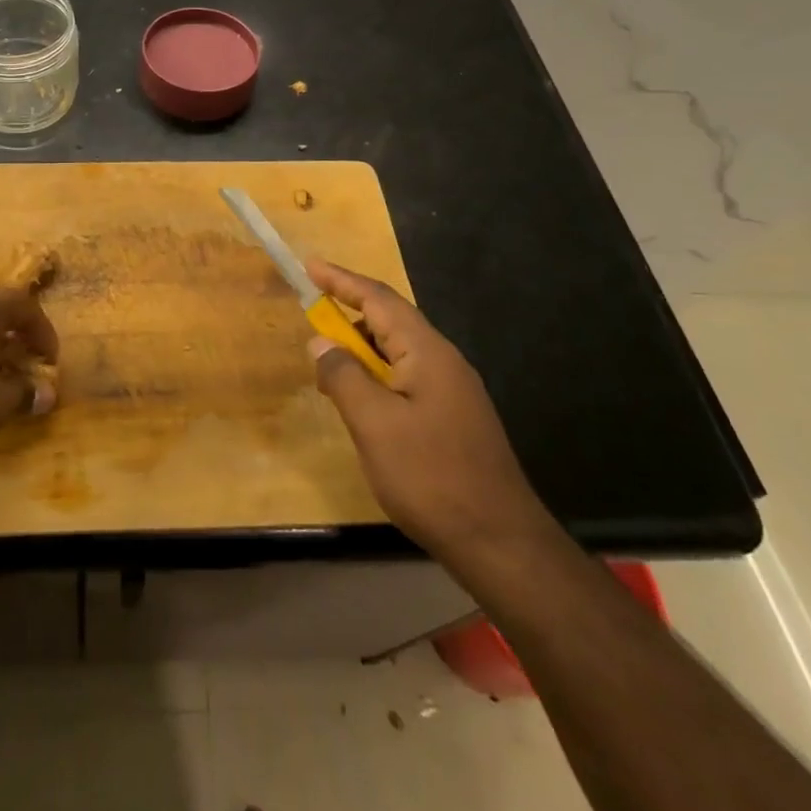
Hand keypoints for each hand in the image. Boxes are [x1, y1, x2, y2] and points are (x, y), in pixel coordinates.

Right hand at [305, 258, 548, 563]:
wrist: (500, 543)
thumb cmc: (431, 476)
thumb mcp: (374, 424)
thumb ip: (344, 376)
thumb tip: (321, 341)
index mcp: (427, 351)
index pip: (378, 299)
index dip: (341, 280)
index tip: (309, 266)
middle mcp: (443, 360)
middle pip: (390, 320)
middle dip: (348, 313)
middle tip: (311, 318)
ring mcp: (453, 390)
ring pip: (398, 351)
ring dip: (361, 349)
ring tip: (328, 365)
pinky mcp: (453, 417)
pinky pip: (406, 377)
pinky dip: (376, 375)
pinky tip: (361, 401)